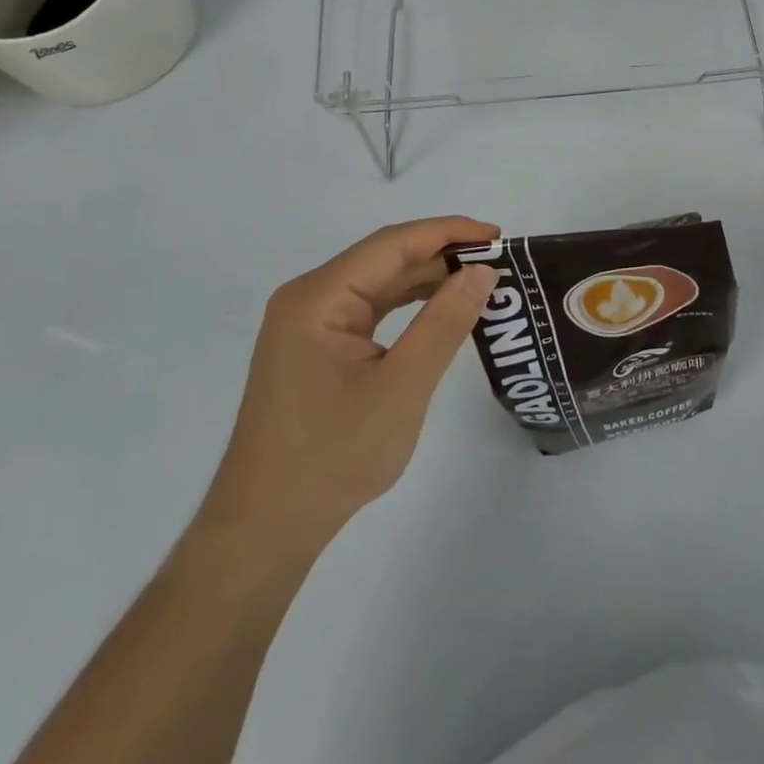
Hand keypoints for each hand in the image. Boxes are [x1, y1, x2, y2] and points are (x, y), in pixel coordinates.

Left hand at [193, 216, 499, 576]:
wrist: (265, 531)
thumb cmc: (332, 459)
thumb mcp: (401, 389)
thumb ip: (444, 323)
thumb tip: (483, 270)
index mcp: (318, 298)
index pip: (393, 244)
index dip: (448, 232)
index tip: (498, 235)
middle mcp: (309, 298)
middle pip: (385, 258)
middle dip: (442, 254)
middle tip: (498, 261)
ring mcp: (309, 323)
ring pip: (379, 282)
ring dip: (428, 278)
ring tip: (479, 280)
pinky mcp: (316, 346)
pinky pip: (370, 308)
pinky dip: (409, 304)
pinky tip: (441, 309)